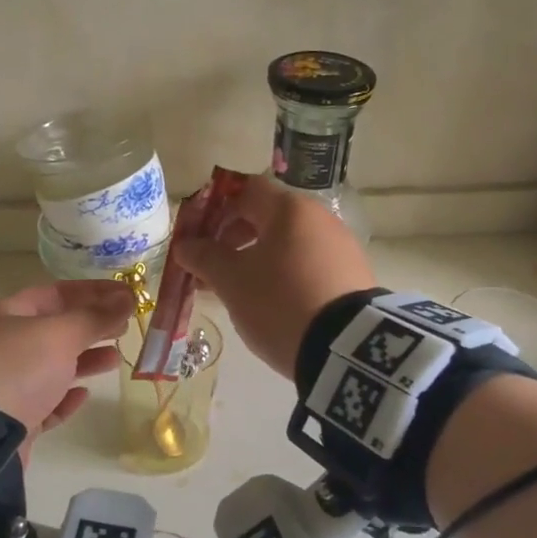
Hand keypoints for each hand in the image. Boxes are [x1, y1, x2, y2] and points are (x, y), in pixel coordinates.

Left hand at [0, 279, 135, 459]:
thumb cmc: (17, 368)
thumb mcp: (59, 335)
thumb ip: (96, 317)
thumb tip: (127, 298)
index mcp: (2, 314)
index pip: (54, 293)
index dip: (92, 292)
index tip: (126, 295)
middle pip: (53, 329)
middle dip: (90, 326)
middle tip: (125, 327)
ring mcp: (1, 384)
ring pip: (50, 367)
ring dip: (84, 361)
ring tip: (115, 359)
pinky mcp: (8, 420)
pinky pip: (42, 402)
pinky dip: (64, 397)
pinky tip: (83, 395)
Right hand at [168, 174, 375, 378]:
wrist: (345, 347)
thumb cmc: (279, 301)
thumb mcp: (232, 281)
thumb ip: (204, 257)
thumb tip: (184, 245)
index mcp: (289, 209)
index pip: (245, 190)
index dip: (215, 208)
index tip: (196, 235)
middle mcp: (320, 217)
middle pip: (266, 216)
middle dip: (232, 238)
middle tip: (210, 266)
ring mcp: (340, 246)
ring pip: (287, 242)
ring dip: (256, 258)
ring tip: (237, 290)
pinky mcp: (352, 275)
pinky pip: (308, 263)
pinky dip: (283, 274)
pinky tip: (271, 302)